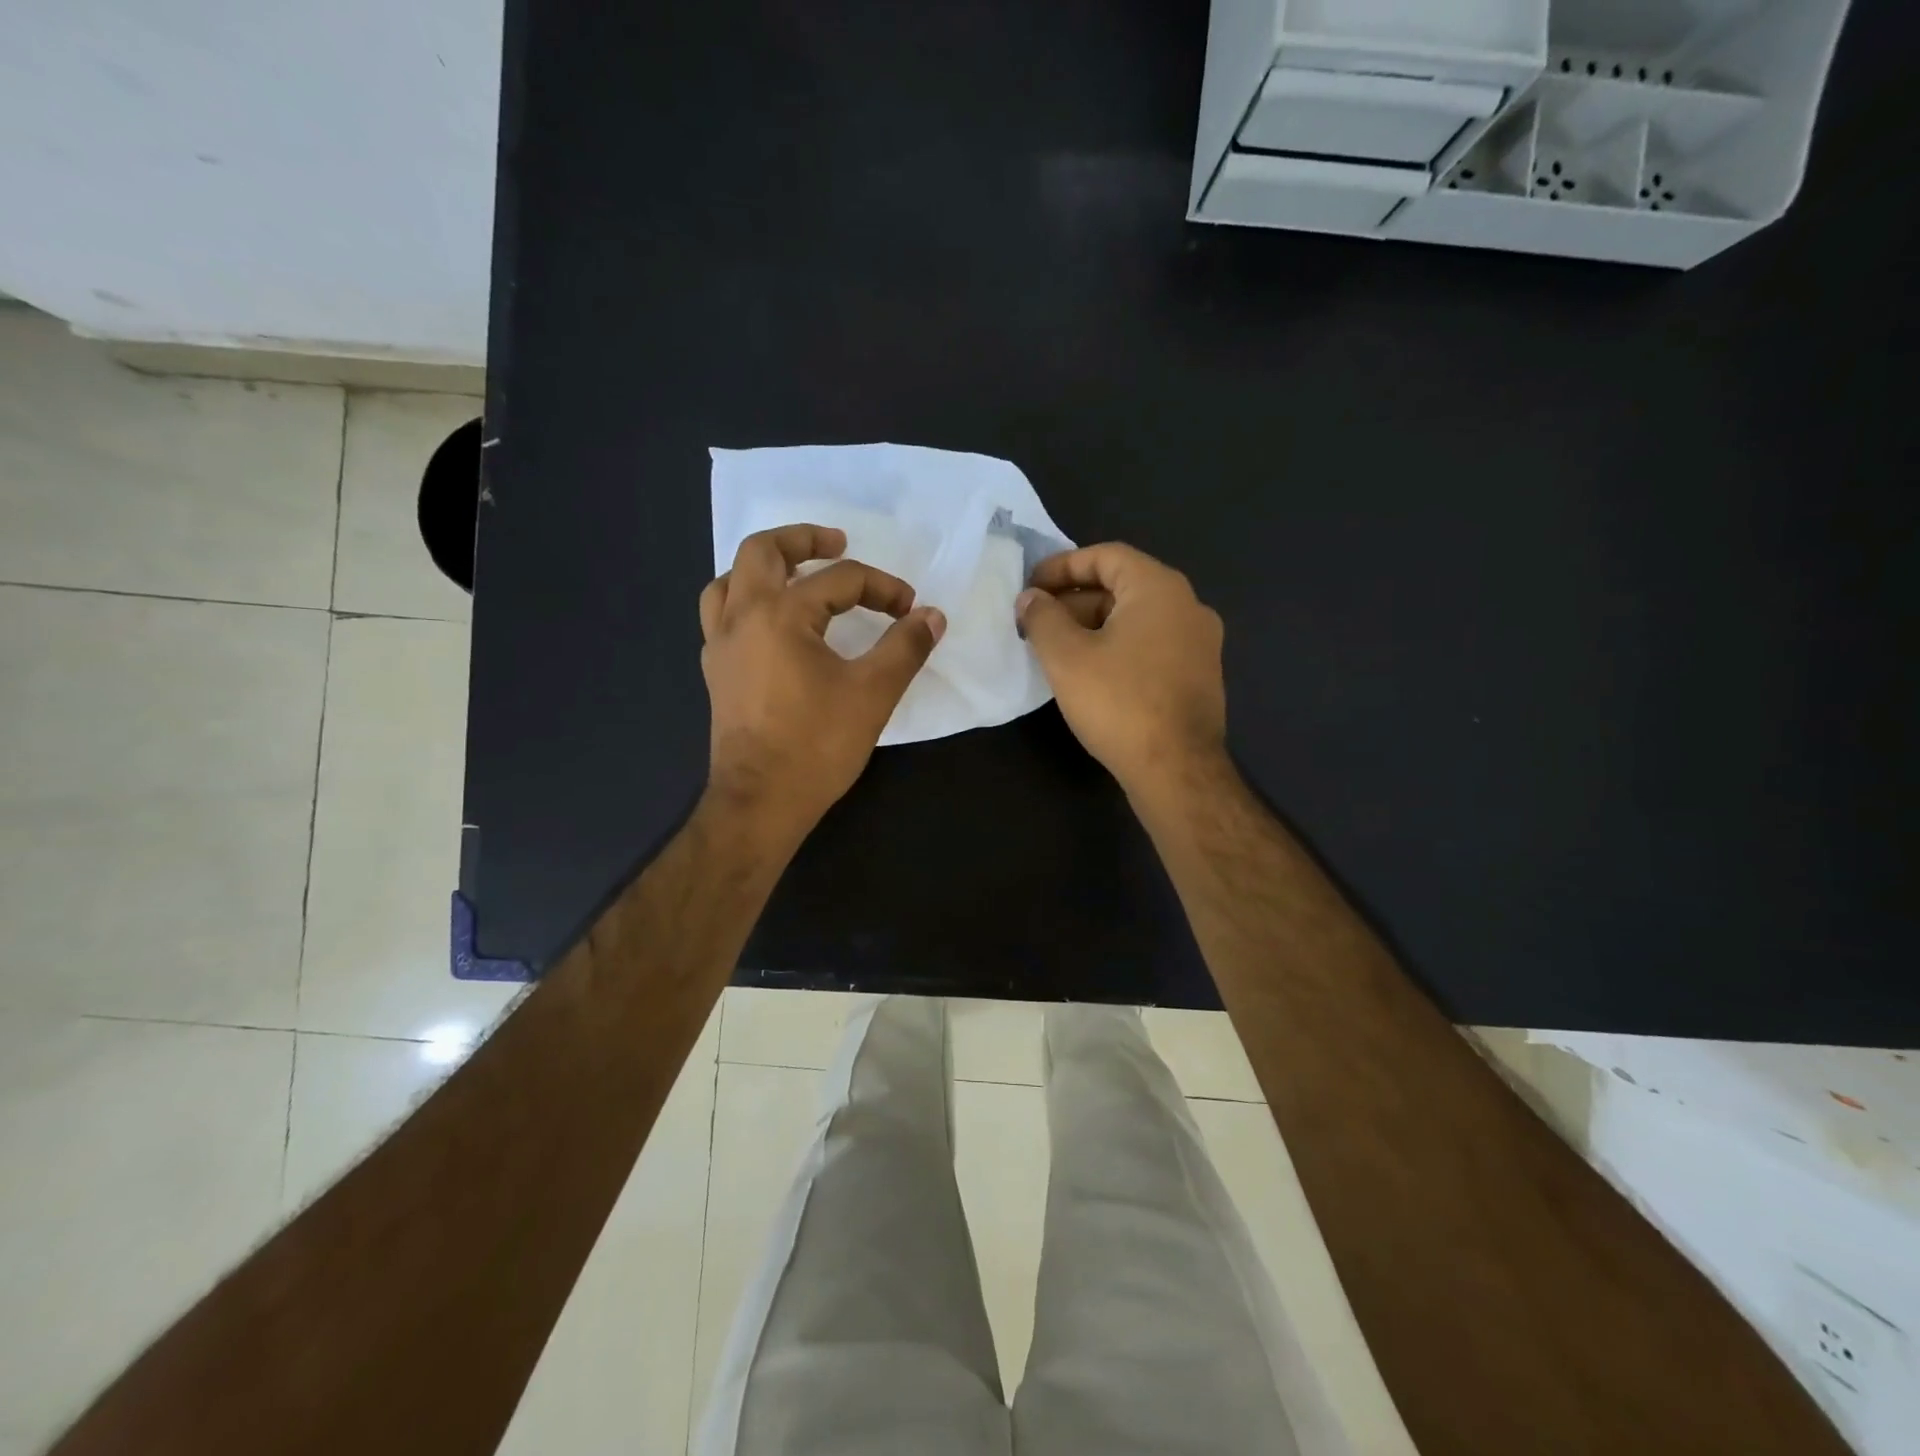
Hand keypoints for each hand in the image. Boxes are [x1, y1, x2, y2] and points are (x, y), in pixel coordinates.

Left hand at [700, 523, 945, 842]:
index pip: (840, 580)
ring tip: (797, 576)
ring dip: (764, 567)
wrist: (761, 801)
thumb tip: (932, 616)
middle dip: (804, 539)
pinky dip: (747, 602)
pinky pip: (722, 615)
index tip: (910, 610)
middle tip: (837, 543)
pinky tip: (773, 624)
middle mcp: (742, 617)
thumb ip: (906, 647)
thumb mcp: (874, 693)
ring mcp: (721, 645)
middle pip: (762, 551)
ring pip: (730, 580)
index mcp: (780, 615)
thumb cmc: (817, 745)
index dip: (882, 588)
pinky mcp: (717, 671)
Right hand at [1016, 543, 1226, 797]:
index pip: (1105, 556)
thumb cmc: (1119, 703)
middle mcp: (1188, 606)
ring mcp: (1199, 643)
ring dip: (1093, 627)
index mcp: (1159, 588)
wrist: (1176, 769)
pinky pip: (1151, 646)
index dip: (1061, 566)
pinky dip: (1117, 648)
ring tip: (1056, 651)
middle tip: (1036, 623)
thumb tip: (1030, 598)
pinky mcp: (1198, 676)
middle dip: (1073, 601)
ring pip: (1135, 619)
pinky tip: (1091, 675)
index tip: (1029, 587)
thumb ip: (1042, 617)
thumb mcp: (1066, 656)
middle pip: (1121, 587)